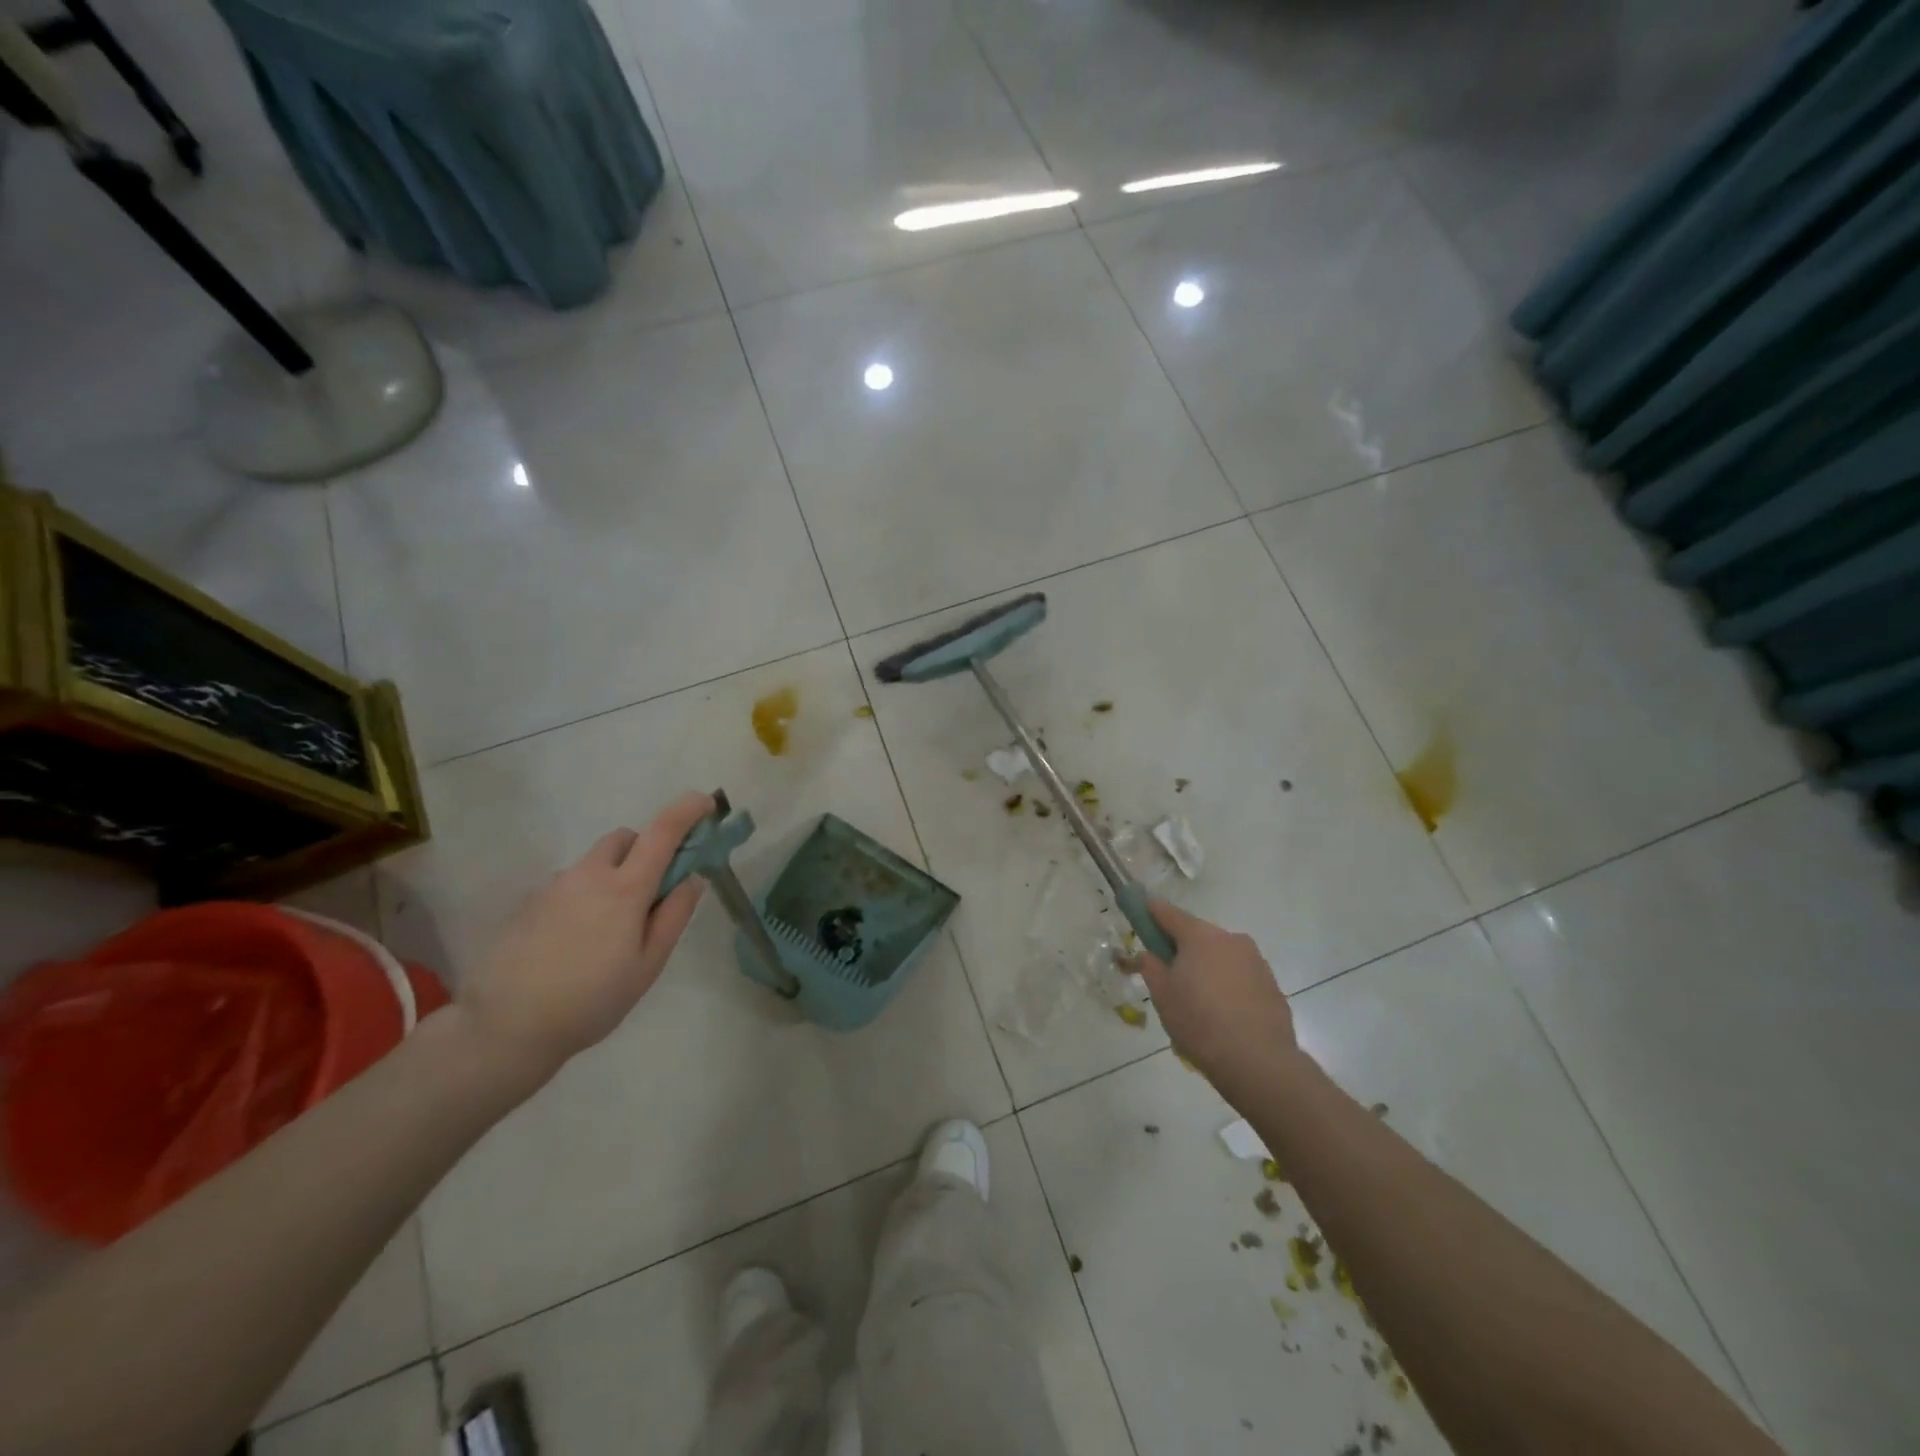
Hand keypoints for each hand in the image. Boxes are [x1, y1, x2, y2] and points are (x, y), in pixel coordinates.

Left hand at [457, 792, 714, 1086]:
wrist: (505, 1027)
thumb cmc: (591, 1000)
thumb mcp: (648, 965)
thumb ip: (674, 916)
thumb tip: (693, 878)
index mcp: (625, 888)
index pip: (662, 832)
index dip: (687, 810)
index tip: (706, 803)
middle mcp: (589, 875)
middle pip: (624, 839)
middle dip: (645, 850)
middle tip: (651, 891)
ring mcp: (553, 886)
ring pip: (593, 863)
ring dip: (611, 875)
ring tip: (606, 930)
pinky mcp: (527, 903)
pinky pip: (567, 885)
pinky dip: (582, 897)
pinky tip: (573, 943)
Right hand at [1137, 900, 1296, 1095]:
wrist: (1258, 1061)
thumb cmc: (1200, 1023)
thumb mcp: (1162, 995)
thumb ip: (1150, 966)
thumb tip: (1148, 954)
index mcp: (1199, 936)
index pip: (1167, 912)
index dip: (1149, 911)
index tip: (1138, 913)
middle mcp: (1230, 939)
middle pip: (1196, 935)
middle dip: (1180, 948)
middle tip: (1167, 976)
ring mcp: (1254, 960)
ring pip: (1219, 955)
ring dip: (1205, 967)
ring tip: (1197, 1003)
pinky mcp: (1271, 983)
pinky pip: (1239, 975)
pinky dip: (1227, 985)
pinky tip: (1222, 1014)